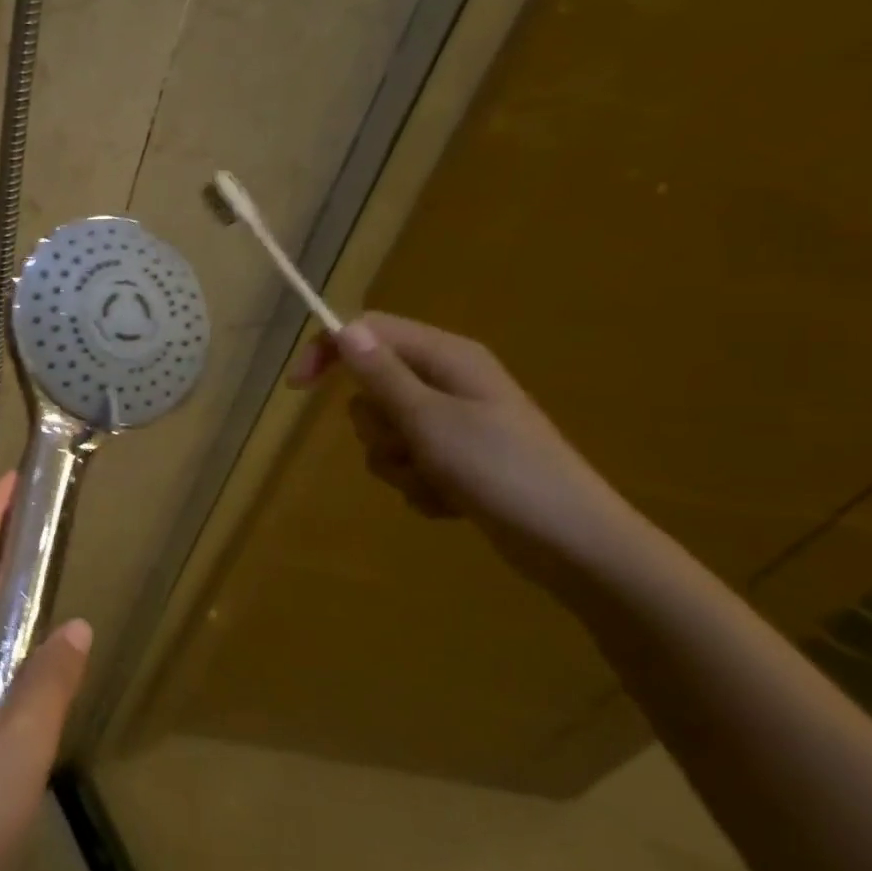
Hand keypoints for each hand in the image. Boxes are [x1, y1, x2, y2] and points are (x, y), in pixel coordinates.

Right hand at [290, 312, 652, 597]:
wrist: (573, 543)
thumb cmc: (501, 470)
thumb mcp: (429, 418)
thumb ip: (382, 374)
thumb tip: (344, 327)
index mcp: (447, 358)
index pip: (370, 332)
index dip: (329, 353)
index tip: (298, 390)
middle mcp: (448, 383)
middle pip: (373, 388)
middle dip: (377, 425)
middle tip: (409, 443)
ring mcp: (454, 425)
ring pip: (386, 432)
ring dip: (398, 463)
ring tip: (435, 479)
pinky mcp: (458, 462)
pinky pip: (408, 464)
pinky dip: (418, 485)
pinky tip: (450, 500)